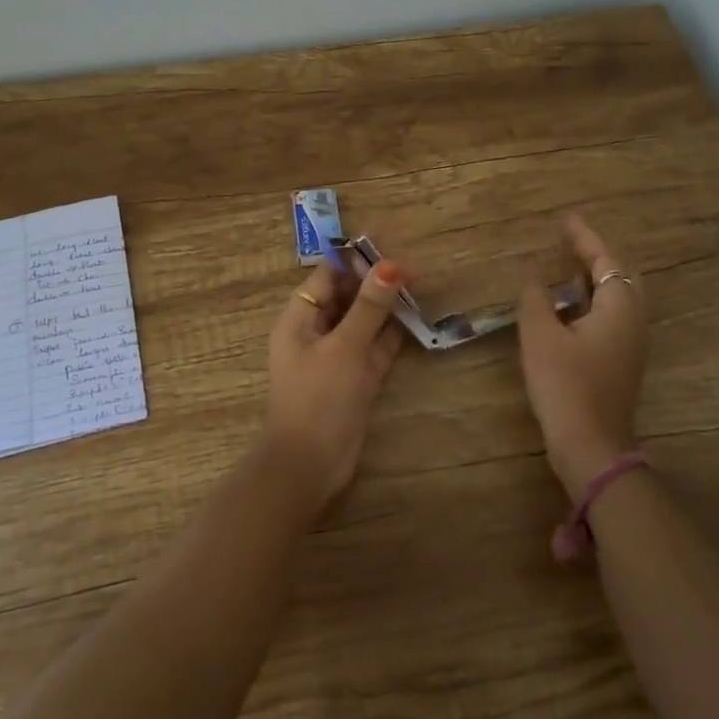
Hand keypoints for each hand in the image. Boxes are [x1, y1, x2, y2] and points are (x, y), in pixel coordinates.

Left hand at [266, 254, 406, 516]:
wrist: (310, 465)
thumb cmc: (320, 397)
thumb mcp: (346, 346)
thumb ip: (369, 306)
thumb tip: (391, 265)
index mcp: (299, 319)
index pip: (326, 278)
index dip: (355, 264)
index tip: (389, 253)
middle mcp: (315, 334)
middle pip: (346, 299)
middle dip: (374, 285)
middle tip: (412, 272)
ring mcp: (335, 359)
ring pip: (362, 324)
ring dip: (385, 310)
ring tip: (418, 291)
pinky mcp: (353, 381)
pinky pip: (373, 350)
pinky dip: (390, 338)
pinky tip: (414, 323)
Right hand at [517, 214, 647, 501]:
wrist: (589, 445)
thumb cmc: (565, 385)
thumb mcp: (540, 337)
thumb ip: (535, 300)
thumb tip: (533, 278)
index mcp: (619, 309)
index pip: (606, 260)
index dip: (585, 238)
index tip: (566, 220)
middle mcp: (634, 322)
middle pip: (622, 276)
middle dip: (598, 255)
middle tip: (570, 242)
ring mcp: (631, 345)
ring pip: (620, 298)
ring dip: (597, 278)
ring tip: (569, 267)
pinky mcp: (622, 363)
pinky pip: (613, 316)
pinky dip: (595, 300)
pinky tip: (571, 307)